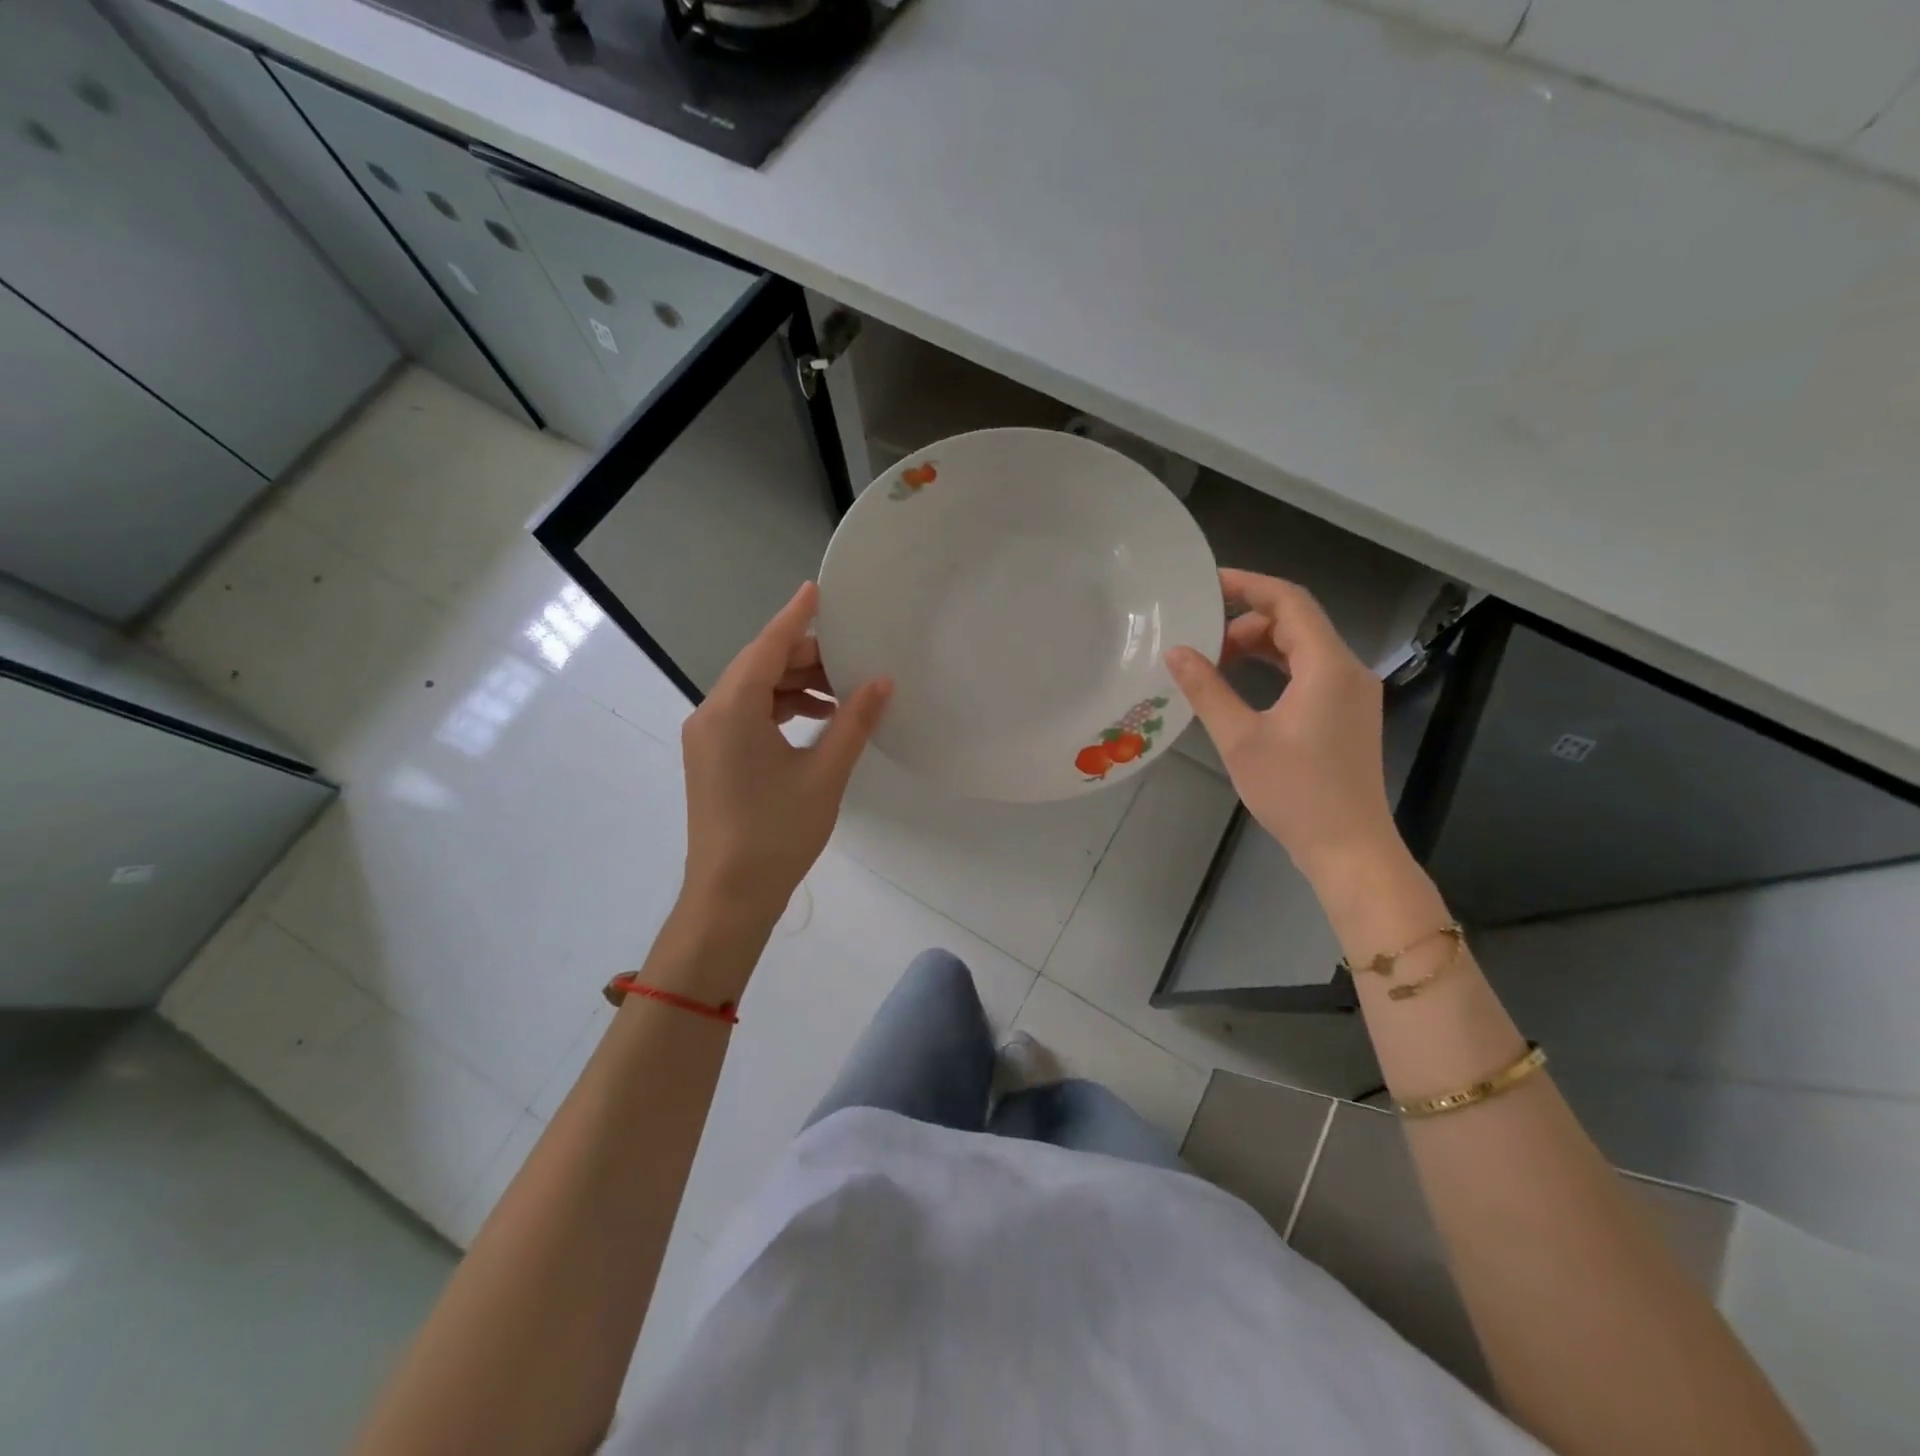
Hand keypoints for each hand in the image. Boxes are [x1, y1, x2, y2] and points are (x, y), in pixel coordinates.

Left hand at [680, 582, 890, 920]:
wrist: (729, 895)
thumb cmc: (777, 833)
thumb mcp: (825, 774)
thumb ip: (854, 722)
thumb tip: (882, 682)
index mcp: (732, 710)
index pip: (767, 647)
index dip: (795, 617)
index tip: (817, 590)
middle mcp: (711, 714)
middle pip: (759, 667)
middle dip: (803, 657)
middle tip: (850, 656)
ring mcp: (707, 737)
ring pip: (752, 692)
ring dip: (793, 685)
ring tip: (841, 691)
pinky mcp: (712, 758)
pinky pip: (746, 715)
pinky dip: (779, 709)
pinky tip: (815, 719)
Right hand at [1165, 570, 1399, 880]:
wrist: (1348, 847)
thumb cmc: (1294, 792)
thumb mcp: (1240, 739)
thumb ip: (1207, 690)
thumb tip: (1177, 652)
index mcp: (1327, 666)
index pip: (1290, 601)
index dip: (1248, 585)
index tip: (1208, 583)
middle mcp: (1348, 670)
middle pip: (1298, 622)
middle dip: (1248, 621)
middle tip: (1203, 641)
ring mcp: (1353, 693)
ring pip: (1304, 647)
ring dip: (1261, 645)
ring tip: (1216, 661)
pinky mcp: (1348, 714)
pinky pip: (1311, 671)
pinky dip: (1276, 667)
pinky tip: (1245, 685)